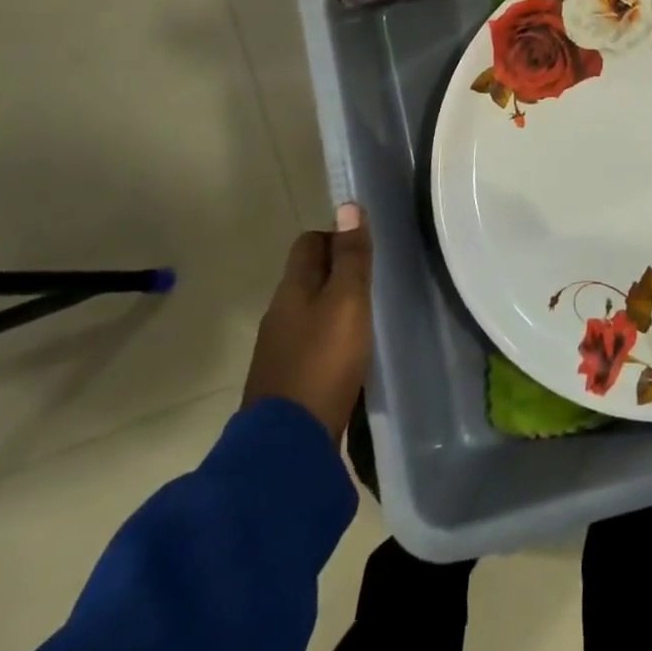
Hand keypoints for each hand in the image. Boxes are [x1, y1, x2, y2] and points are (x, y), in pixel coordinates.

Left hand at [242, 203, 372, 438]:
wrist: (287, 445)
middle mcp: (279, 314)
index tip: (365, 249)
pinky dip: (328, 339)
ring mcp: (278, 351)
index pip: (308, 243)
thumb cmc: (324, 361)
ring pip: (308, 311)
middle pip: (307, 277)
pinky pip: (309, 343)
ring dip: (332, 307)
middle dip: (336, 271)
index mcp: (292, 289)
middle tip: (372, 281)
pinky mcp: (286, 382)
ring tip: (366, 316)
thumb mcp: (348, 301)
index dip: (336, 236)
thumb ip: (351, 257)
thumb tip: (348, 206)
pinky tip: (348, 353)